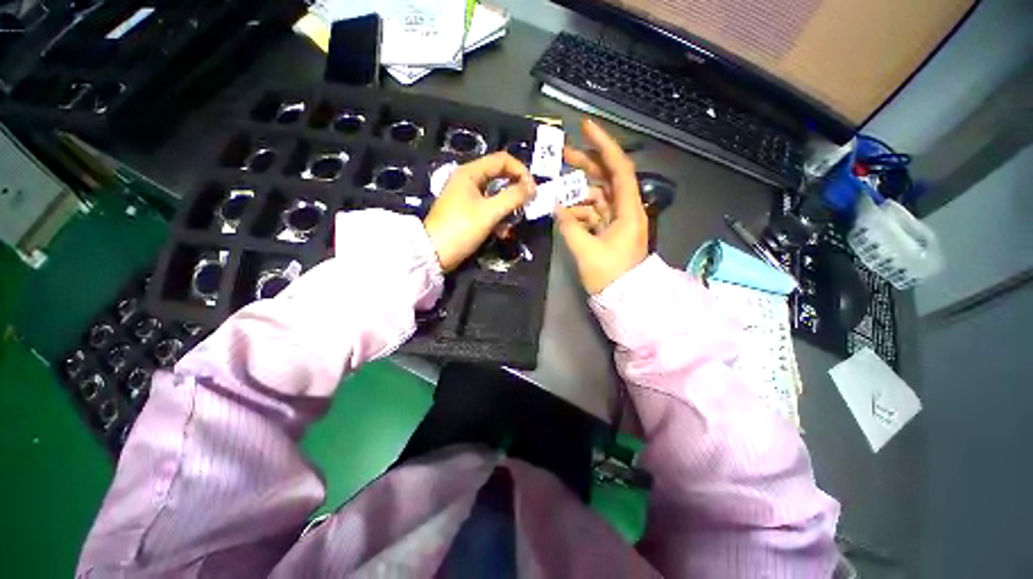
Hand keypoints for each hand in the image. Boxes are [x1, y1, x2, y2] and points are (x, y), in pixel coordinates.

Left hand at [424, 152, 535, 271]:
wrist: (434, 254)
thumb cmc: (461, 229)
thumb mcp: (489, 212)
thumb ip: (513, 197)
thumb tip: (533, 188)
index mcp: (470, 173)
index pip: (503, 160)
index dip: (521, 172)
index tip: (533, 191)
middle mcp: (468, 180)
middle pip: (500, 177)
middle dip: (516, 191)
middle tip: (527, 206)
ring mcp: (467, 197)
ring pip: (496, 195)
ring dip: (508, 208)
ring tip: (513, 224)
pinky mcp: (467, 212)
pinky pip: (489, 209)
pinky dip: (498, 218)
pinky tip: (502, 233)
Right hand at [557, 119, 647, 294]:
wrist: (624, 299)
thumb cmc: (610, 275)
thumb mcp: (586, 250)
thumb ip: (569, 225)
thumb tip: (557, 208)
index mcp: (628, 210)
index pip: (619, 168)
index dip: (603, 145)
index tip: (586, 128)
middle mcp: (625, 210)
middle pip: (606, 178)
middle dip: (585, 165)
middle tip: (563, 154)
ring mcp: (616, 221)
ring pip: (596, 197)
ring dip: (577, 195)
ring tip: (556, 195)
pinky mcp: (608, 231)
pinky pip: (592, 214)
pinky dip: (578, 212)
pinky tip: (564, 215)